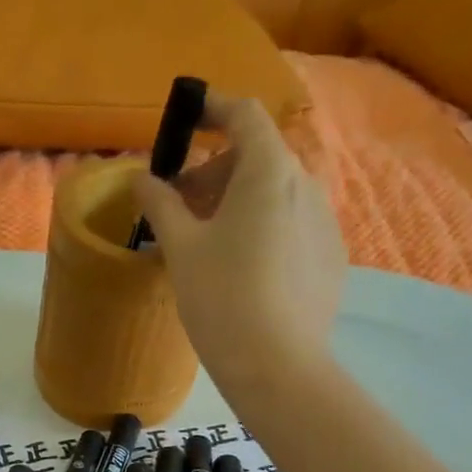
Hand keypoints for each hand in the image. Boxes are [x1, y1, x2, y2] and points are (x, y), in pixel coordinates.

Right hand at [130, 91, 345, 397]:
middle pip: (259, 157)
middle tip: (180, 204)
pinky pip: (292, 226)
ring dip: (239, 201)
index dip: (215, 107)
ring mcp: (324, 222)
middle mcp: (306, 184)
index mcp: (268, 172)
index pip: (245, 114)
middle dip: (216, 171)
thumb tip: (141, 178)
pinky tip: (243, 270)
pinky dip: (263, 228)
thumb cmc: (221, 297)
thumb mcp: (180, 248)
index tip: (189, 113)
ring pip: (277, 193)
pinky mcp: (331, 257)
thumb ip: (160, 204)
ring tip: (208, 240)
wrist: (276, 364)